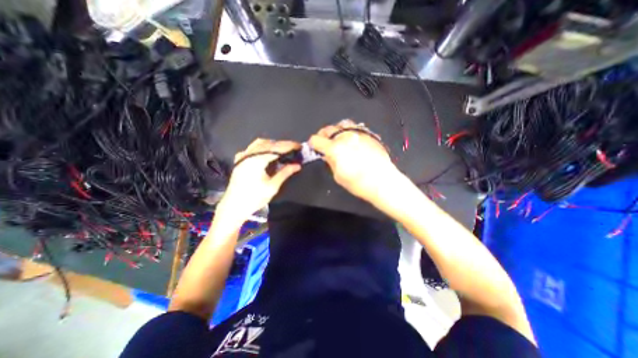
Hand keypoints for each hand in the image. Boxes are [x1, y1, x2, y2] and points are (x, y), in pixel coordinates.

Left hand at [217, 136, 301, 225]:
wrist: (233, 207)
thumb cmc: (254, 199)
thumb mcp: (272, 187)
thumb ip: (285, 173)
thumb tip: (297, 165)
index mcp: (256, 161)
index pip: (276, 148)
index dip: (288, 146)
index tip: (299, 146)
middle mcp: (248, 155)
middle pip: (268, 144)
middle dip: (282, 144)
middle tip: (294, 148)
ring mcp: (242, 157)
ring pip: (259, 144)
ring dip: (273, 144)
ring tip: (283, 149)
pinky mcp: (240, 160)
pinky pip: (253, 148)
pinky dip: (263, 147)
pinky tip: (268, 152)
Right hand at [310, 120, 402, 202]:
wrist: (383, 182)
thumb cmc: (359, 183)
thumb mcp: (338, 176)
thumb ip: (331, 162)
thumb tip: (327, 155)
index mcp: (335, 148)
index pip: (317, 139)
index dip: (313, 143)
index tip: (314, 146)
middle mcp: (346, 137)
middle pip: (328, 129)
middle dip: (323, 135)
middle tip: (323, 142)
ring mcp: (358, 134)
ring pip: (343, 124)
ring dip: (336, 130)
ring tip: (337, 137)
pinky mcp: (369, 135)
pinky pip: (356, 127)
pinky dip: (349, 131)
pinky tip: (351, 139)